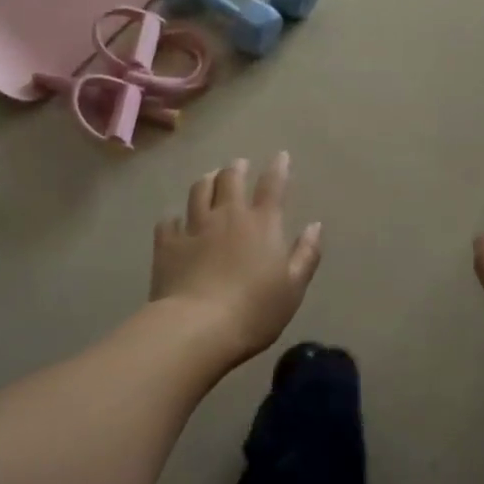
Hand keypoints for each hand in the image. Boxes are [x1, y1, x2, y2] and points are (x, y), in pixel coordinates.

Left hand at [152, 153, 323, 363]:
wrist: (198, 327)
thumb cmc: (254, 310)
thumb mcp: (293, 288)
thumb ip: (306, 254)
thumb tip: (315, 226)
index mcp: (262, 224)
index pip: (272, 185)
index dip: (278, 168)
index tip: (280, 156)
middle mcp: (228, 216)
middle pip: (230, 179)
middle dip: (236, 168)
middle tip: (239, 165)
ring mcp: (195, 227)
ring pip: (199, 191)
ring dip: (206, 181)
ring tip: (209, 178)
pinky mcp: (168, 244)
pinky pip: (168, 221)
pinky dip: (173, 217)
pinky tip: (174, 219)